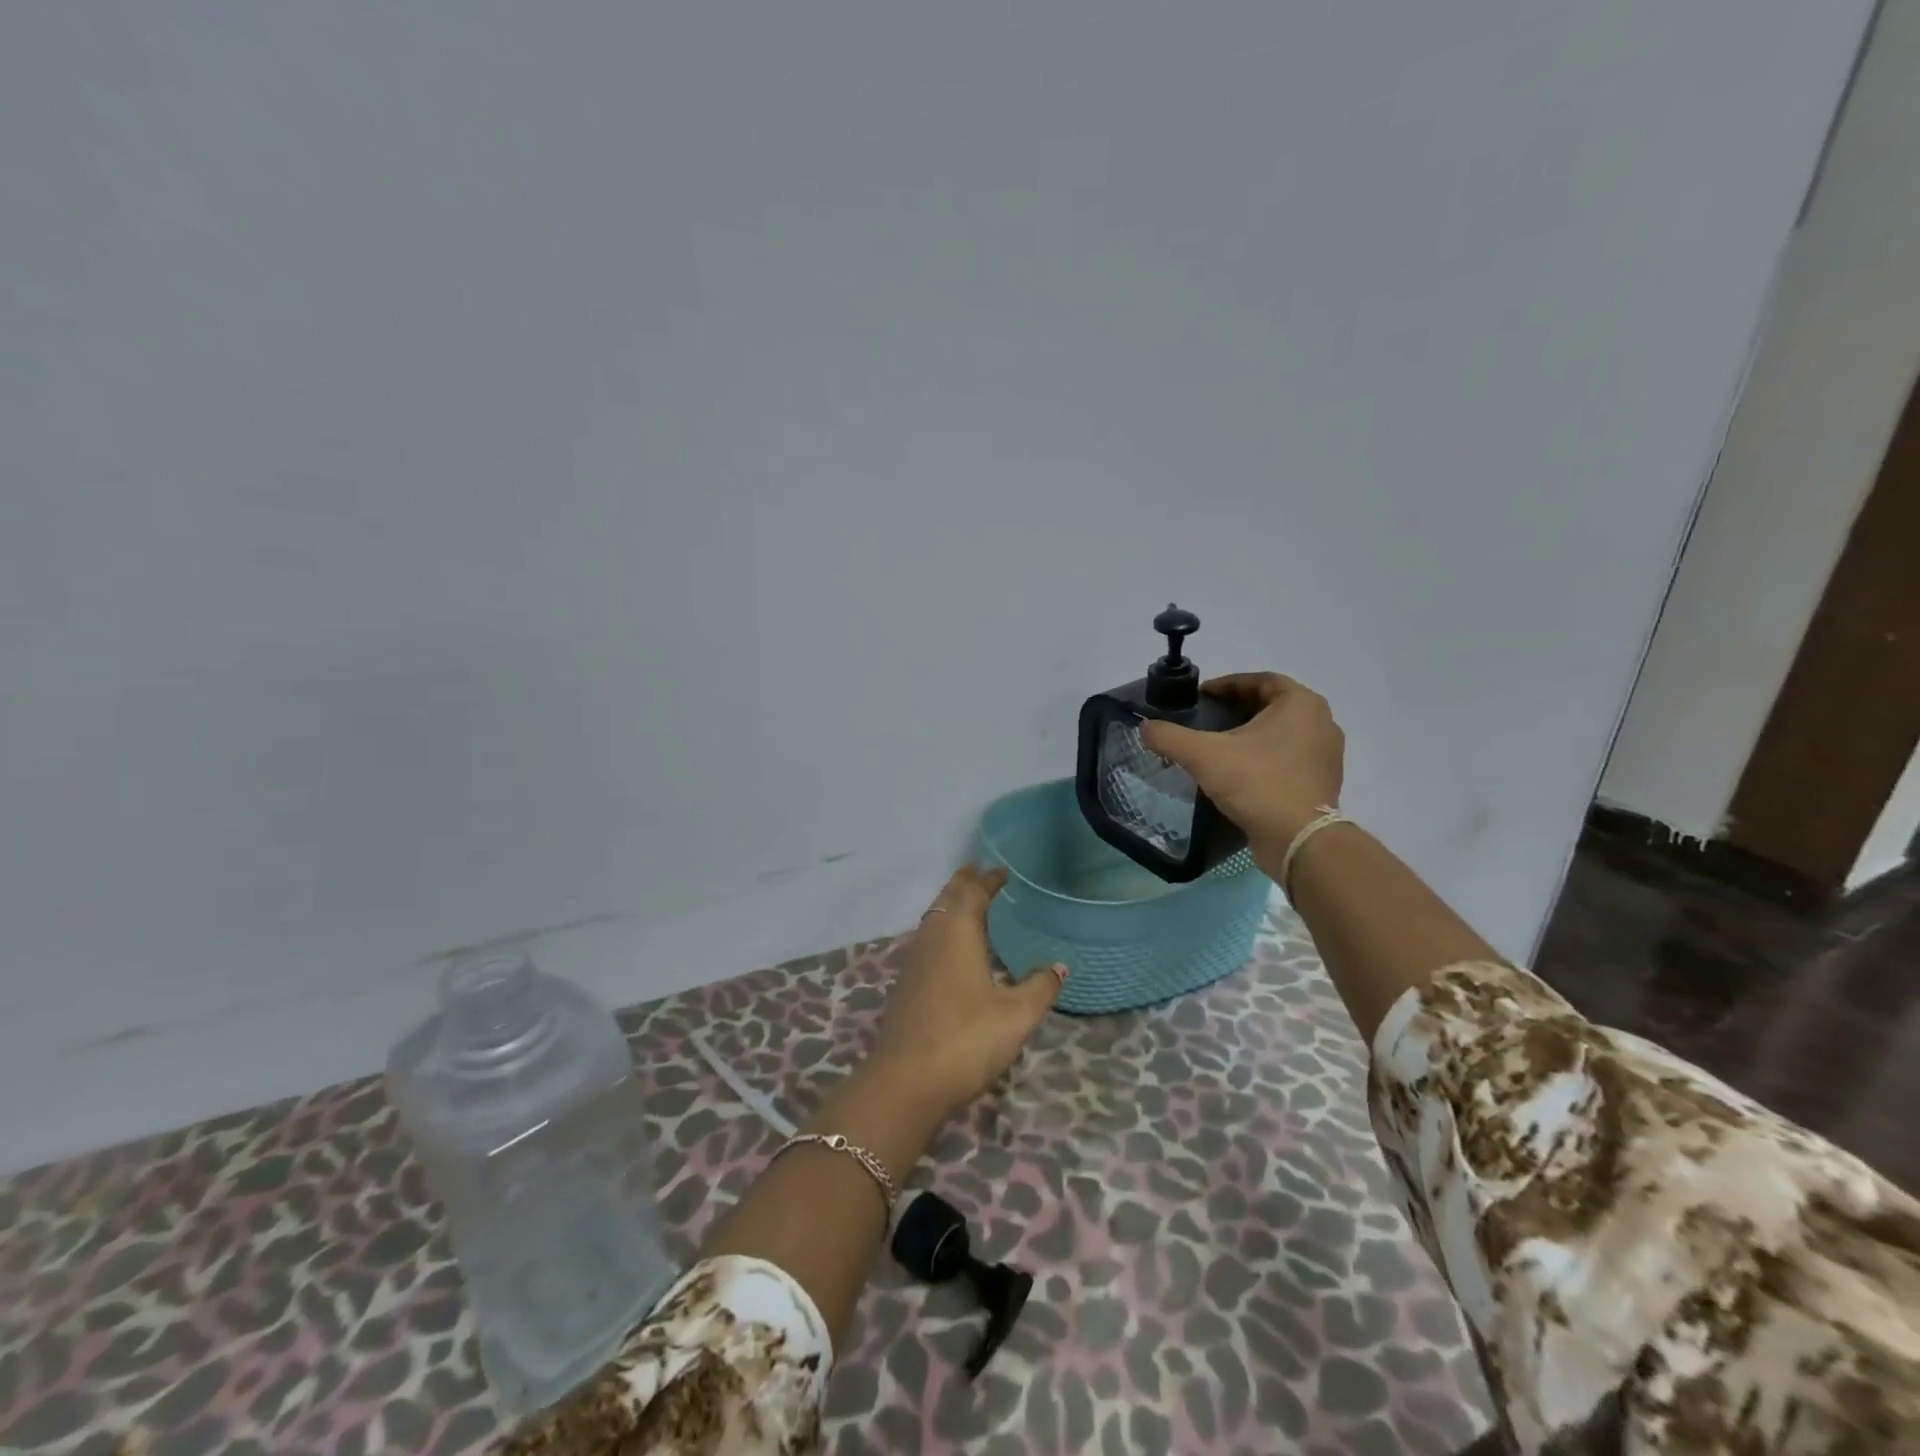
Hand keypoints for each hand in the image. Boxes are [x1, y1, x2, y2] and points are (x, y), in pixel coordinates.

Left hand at [868, 865, 1065, 1117]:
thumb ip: (1039, 987)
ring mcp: (914, 962)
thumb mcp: (1015, 1015)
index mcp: (957, 933)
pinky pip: (927, 941)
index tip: (1000, 870)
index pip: (972, 894)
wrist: (905, 1082)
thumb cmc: (966, 1039)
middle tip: (979, 871)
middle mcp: (932, 939)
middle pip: (947, 900)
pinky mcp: (907, 986)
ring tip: (967, 903)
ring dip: (950, 905)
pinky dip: (941, 930)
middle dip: (963, 884)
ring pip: (933, 919)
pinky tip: (950, 949)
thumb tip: (1059, 966)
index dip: (986, 880)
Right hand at [1139, 673, 1344, 866]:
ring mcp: (1326, 755)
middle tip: (1207, 719)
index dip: (1227, 685)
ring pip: (1282, 734)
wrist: (1298, 839)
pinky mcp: (1322, 783)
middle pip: (1272, 706)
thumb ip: (1170, 737)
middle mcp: (1321, 722)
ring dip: (1252, 736)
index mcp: (1300, 703)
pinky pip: (1289, 760)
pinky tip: (1239, 773)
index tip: (1201, 696)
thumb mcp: (1204, 755)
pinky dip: (1264, 759)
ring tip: (1219, 747)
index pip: (1260, 680)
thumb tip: (1144, 727)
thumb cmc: (1257, 782)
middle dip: (1238, 709)